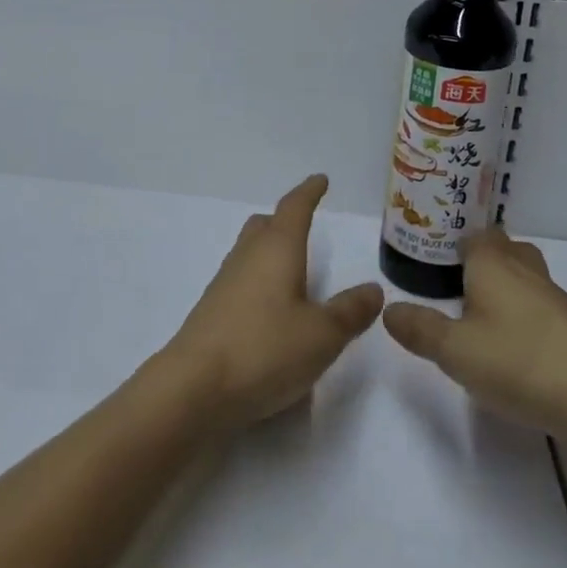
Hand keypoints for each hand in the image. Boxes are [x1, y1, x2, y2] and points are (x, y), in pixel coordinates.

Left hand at [163, 175, 383, 432]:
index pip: (295, 208)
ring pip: (249, 252)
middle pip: (265, 225)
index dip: (309, 192)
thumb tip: (372, 289)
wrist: (193, 387)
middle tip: (304, 224)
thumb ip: (350, 311)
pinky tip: (270, 309)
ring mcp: (225, 284)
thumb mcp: (322, 335)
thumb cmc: (264, 349)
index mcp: (277, 249)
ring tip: (292, 268)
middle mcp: (247, 257)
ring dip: (270, 251)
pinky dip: (259, 281)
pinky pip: (240, 280)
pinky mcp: (212, 312)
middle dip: (285, 220)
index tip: (320, 180)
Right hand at [383, 229, 566, 463]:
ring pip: (526, 282)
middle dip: (482, 263)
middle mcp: (526, 272)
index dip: (454, 241)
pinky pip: (543, 313)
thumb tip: (387, 309)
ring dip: (505, 294)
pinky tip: (513, 353)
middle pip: (505, 251)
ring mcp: (558, 302)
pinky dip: (526, 323)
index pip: (475, 233)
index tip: (432, 258)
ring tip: (477, 321)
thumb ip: (420, 329)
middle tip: (453, 287)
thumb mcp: (456, 351)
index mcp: (493, 264)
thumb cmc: (523, 363)